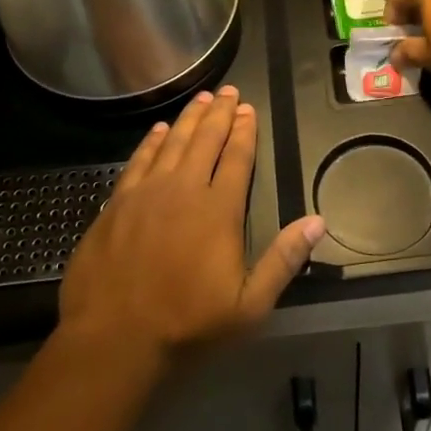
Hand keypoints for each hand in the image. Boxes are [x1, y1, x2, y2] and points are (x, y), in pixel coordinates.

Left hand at [59, 86, 325, 360]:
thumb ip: (283, 260)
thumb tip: (318, 221)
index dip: (244, 131)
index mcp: (218, 210)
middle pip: (205, 140)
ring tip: (201, 98)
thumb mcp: (248, 305)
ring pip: (173, 142)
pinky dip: (153, 141)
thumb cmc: (186, 325)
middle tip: (228, 90)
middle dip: (219, 113)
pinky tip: (160, 129)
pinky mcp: (117, 202)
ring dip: (189, 118)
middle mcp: (184, 189)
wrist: (112, 340)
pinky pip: (139, 160)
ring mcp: (147, 193)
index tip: (248, 108)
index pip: (237, 158)